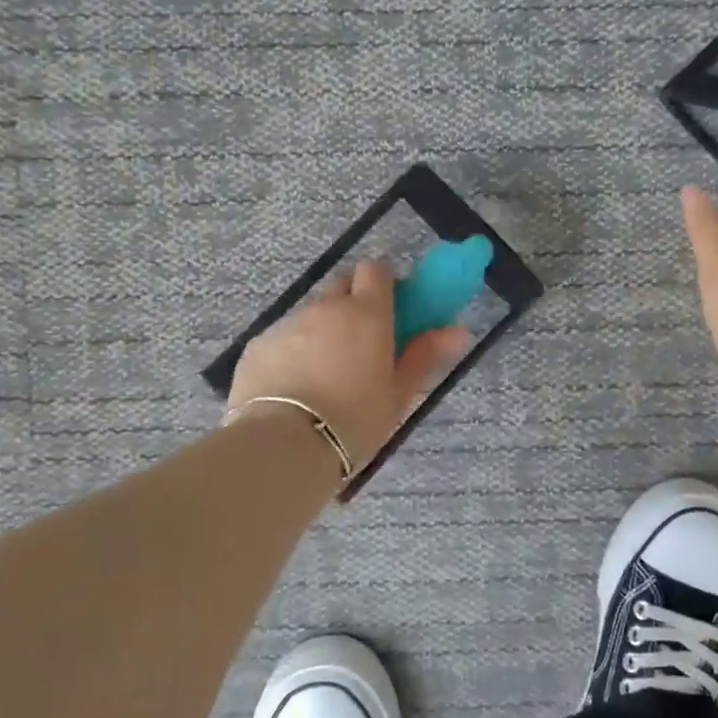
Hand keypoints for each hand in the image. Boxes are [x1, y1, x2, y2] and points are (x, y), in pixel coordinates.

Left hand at [227, 260, 471, 472]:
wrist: (284, 447)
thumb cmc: (354, 421)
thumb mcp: (398, 395)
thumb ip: (425, 356)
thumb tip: (459, 330)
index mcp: (367, 314)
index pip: (376, 270)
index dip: (383, 283)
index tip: (390, 309)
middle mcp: (326, 308)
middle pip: (342, 284)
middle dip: (352, 302)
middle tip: (360, 341)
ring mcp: (288, 323)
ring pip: (310, 313)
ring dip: (321, 330)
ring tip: (323, 374)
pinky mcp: (258, 344)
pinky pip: (282, 337)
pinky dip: (291, 352)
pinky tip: (292, 388)